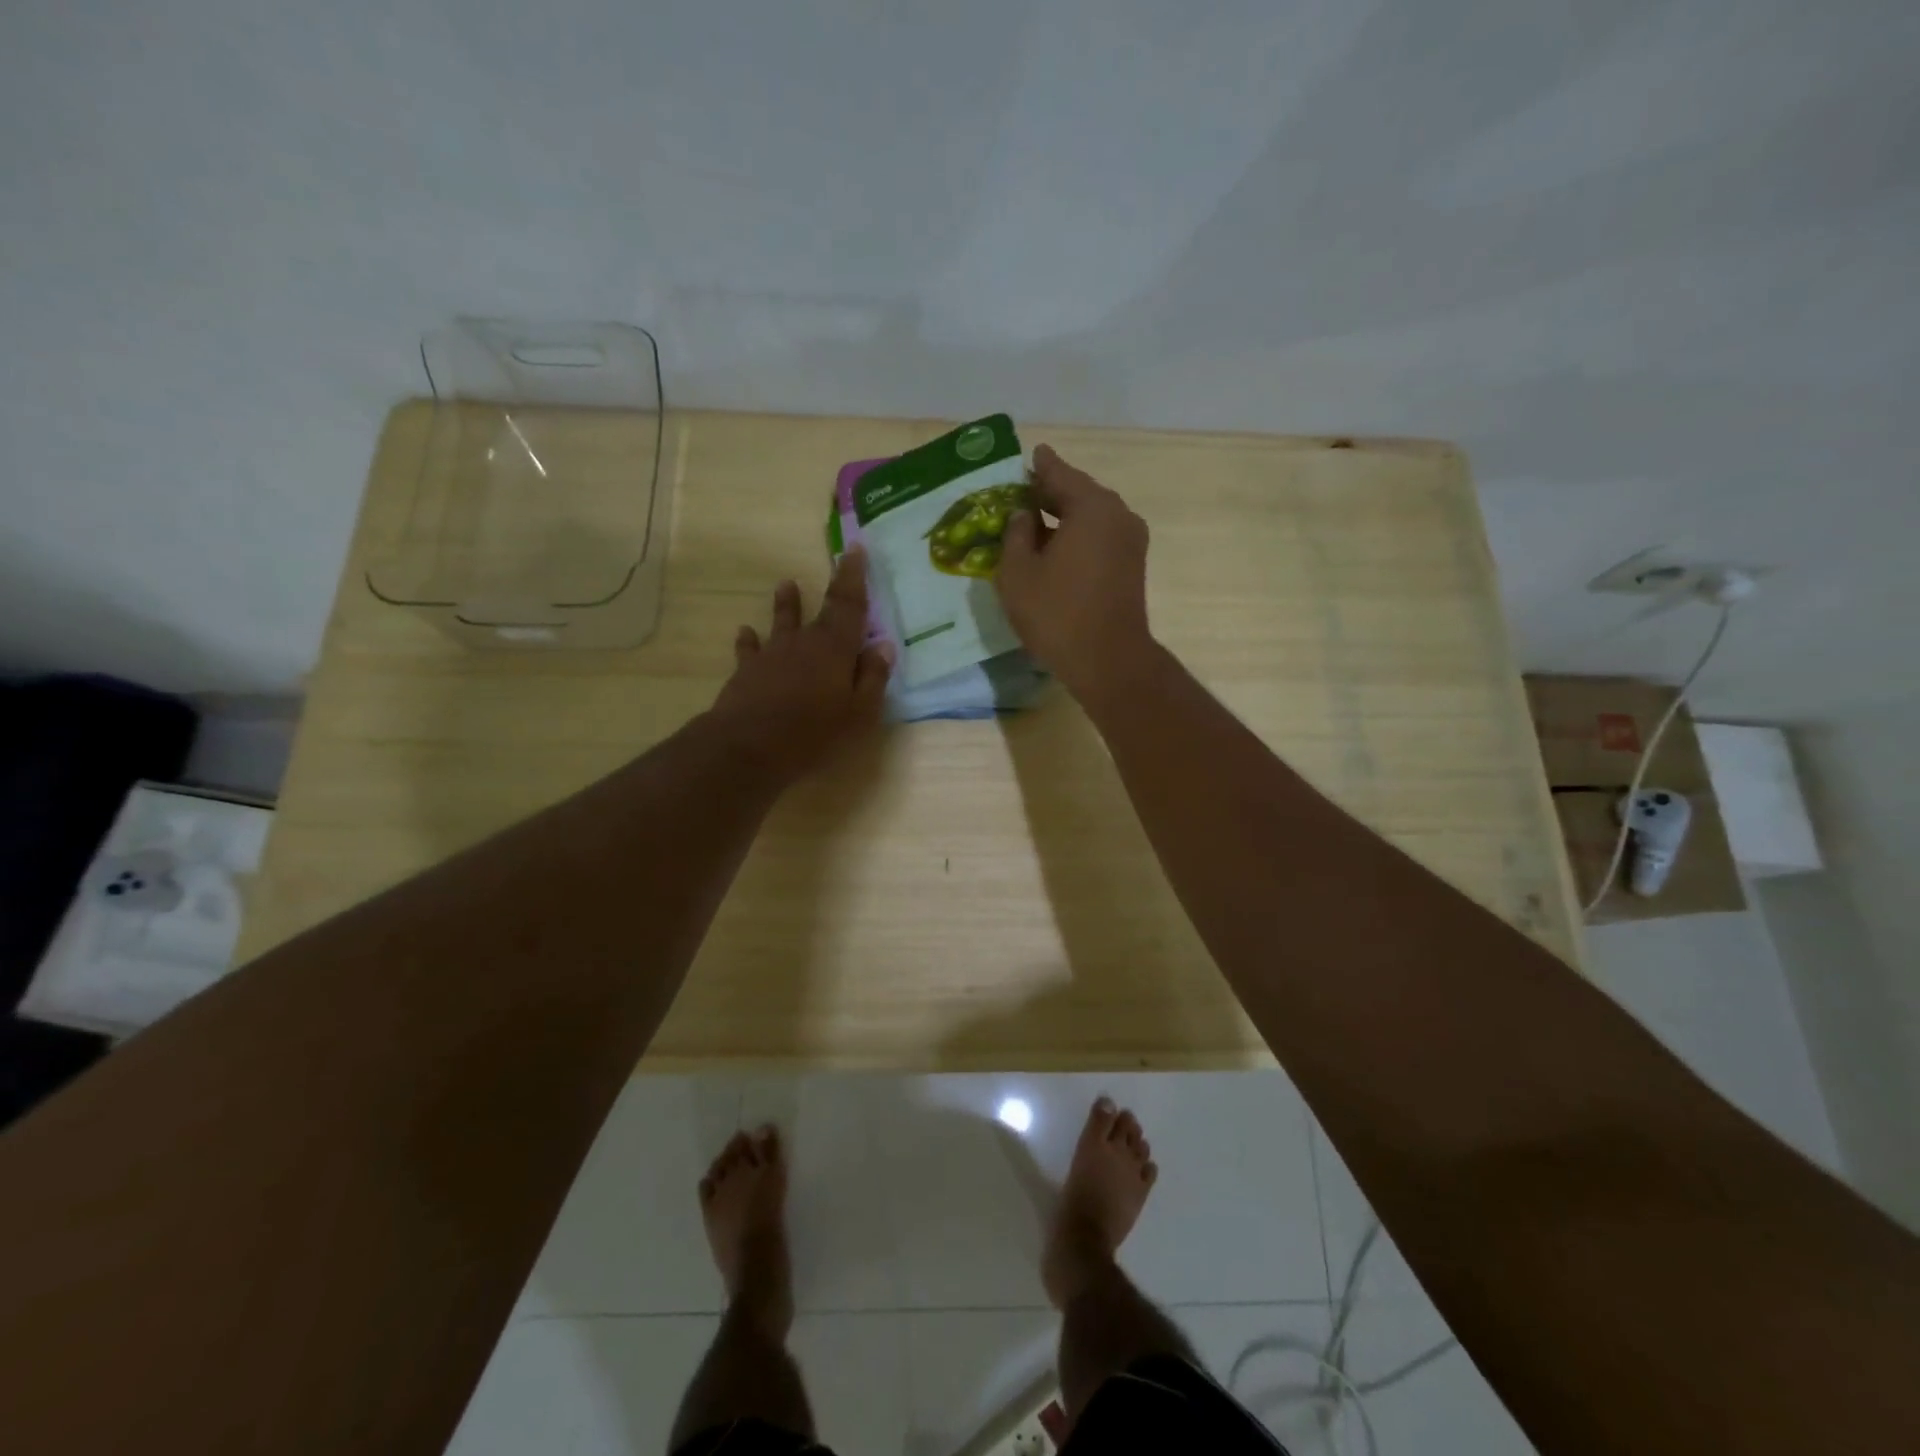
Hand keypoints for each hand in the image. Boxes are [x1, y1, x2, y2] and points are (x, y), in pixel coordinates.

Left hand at [709, 546, 892, 783]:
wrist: (748, 746)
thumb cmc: (813, 732)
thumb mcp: (858, 713)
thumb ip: (872, 677)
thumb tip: (883, 646)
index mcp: (836, 648)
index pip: (849, 604)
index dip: (854, 576)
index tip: (855, 549)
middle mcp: (804, 642)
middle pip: (820, 610)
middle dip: (832, 586)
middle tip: (837, 562)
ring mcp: (772, 654)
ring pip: (782, 622)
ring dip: (786, 604)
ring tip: (785, 585)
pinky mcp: (746, 671)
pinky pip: (749, 650)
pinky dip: (748, 641)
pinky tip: (744, 632)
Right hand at [995, 444, 1155, 702]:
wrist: (1108, 661)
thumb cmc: (1057, 614)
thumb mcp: (1018, 573)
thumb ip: (1015, 535)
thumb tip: (1024, 515)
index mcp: (1091, 507)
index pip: (1060, 474)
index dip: (1041, 466)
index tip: (1032, 454)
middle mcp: (1118, 515)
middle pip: (1080, 494)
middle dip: (1052, 493)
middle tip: (1025, 492)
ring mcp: (1131, 541)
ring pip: (1092, 518)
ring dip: (1065, 518)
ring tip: (1036, 522)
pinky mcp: (1132, 566)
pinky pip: (1101, 538)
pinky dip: (1079, 536)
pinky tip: (1057, 548)